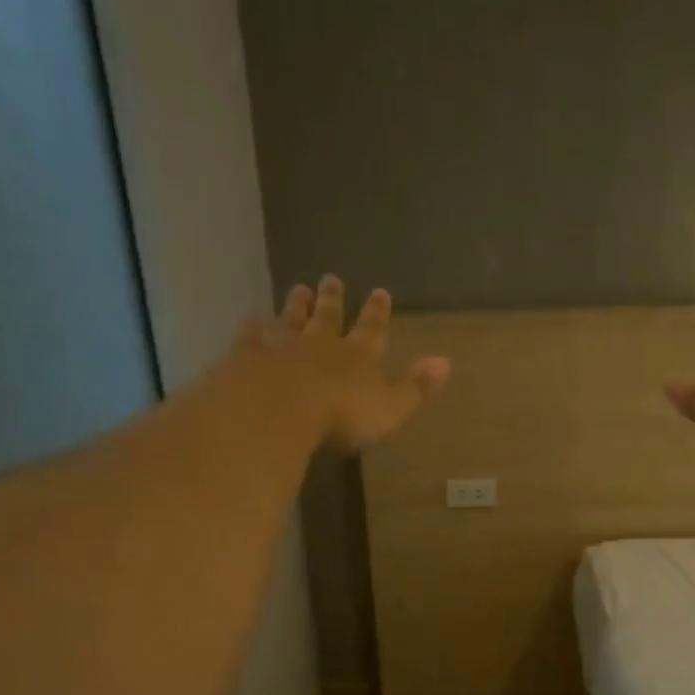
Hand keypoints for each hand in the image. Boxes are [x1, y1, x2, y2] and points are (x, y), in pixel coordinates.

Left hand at [238, 276, 449, 452]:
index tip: (379, 291)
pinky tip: (249, 313)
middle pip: (328, 316)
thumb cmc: (340, 415)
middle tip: (331, 278)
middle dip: (332, 299)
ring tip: (297, 288)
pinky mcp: (248, 355)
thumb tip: (446, 362)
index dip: (377, 312)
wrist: (276, 410)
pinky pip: (251, 334)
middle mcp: (321, 343)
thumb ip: (417, 387)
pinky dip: (251, 323)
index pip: (372, 329)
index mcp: (358, 357)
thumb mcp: (391, 408)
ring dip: (295, 304)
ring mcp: (281, 345)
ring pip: (291, 319)